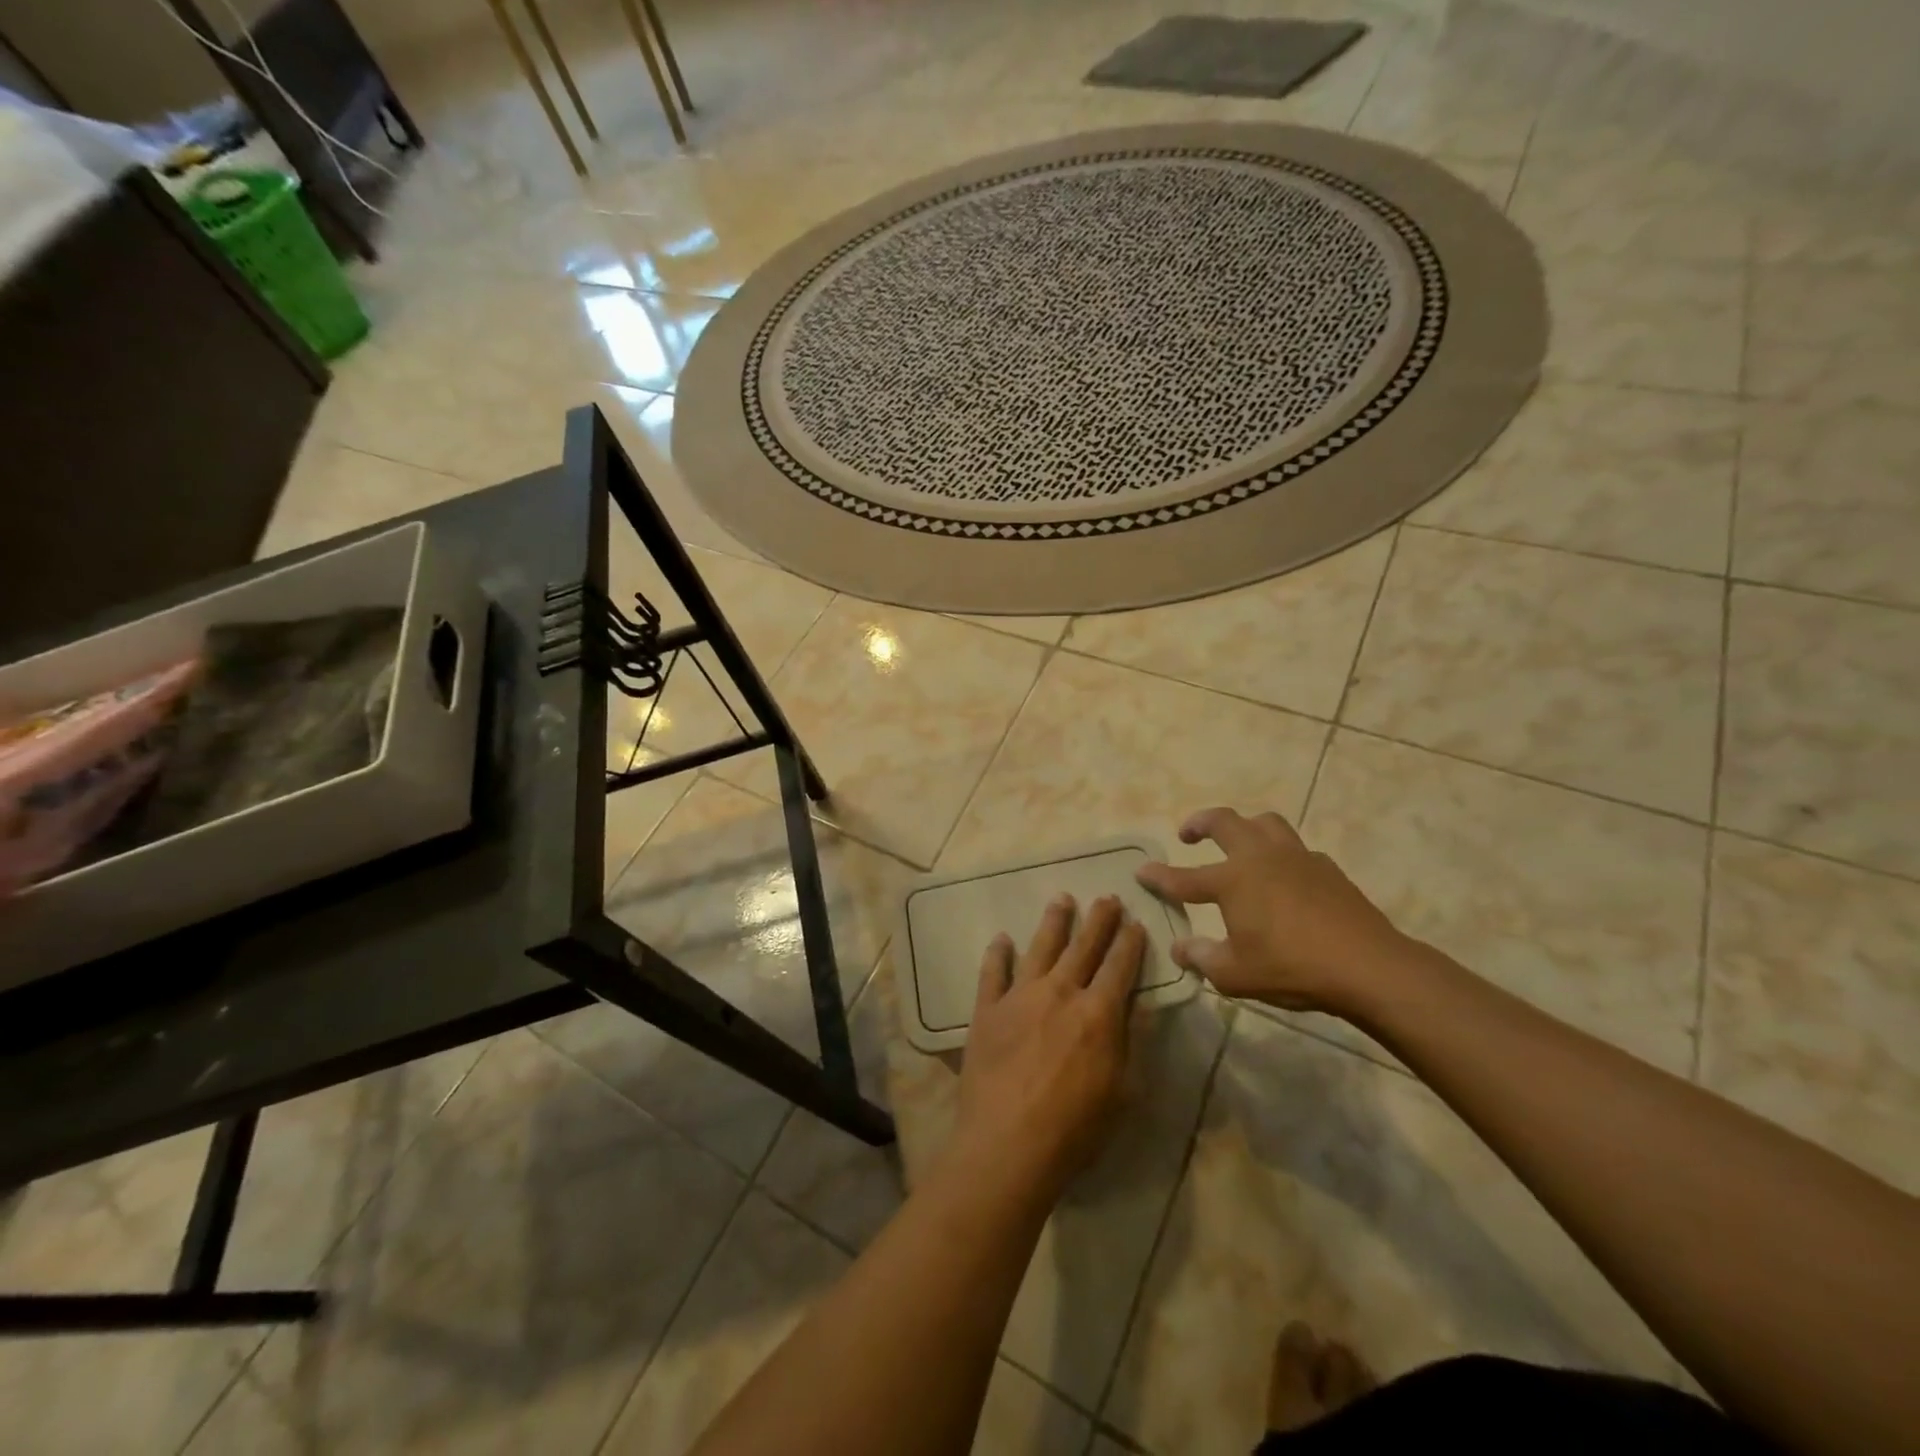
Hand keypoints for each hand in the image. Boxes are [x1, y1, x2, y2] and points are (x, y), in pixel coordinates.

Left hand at [948, 894, 1145, 1200]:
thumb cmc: (1074, 1128)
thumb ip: (1129, 1042)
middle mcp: (1059, 993)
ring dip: (1054, 922)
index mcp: (1097, 1013)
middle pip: (1083, 947)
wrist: (1008, 1144)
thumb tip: (1137, 1004)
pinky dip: (998, 954)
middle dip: (1099, 920)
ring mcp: (1019, 997)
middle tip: (1107, 897)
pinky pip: (992, 973)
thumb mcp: (1122, 1092)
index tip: (1135, 922)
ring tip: (1062, 899)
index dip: (1130, 943)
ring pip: (1040, 948)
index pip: (1119, 967)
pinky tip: (1001, 939)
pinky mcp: (987, 1010)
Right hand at [1136, 807, 1413, 1015]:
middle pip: (1224, 822)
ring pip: (1265, 823)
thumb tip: (1180, 948)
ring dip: (1245, 826)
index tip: (1141, 871)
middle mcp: (1260, 858)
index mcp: (1232, 880)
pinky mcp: (1327, 868)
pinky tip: (1284, 878)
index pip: (1183, 878)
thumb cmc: (1292, 969)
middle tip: (1188, 833)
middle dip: (1200, 822)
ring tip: (1239, 841)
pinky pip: (1296, 849)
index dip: (1159, 877)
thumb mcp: (1235, 974)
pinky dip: (1280, 854)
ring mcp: (1297, 858)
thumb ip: (1202, 958)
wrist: (1369, 967)